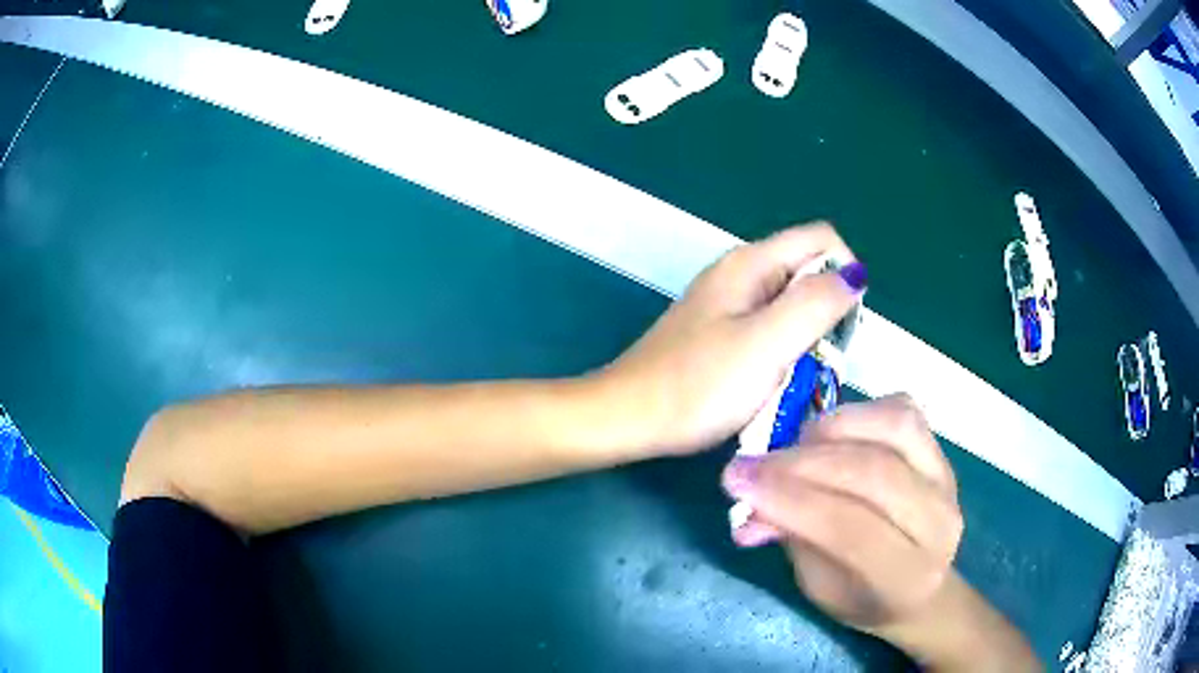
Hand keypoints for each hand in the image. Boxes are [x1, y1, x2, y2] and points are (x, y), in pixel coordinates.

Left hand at [596, 222, 865, 455]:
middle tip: (818, 361)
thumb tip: (855, 276)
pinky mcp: (719, 333)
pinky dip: (783, 351)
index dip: (846, 274)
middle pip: (808, 271)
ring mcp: (727, 304)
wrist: (627, 418)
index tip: (841, 327)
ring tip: (795, 378)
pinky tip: (771, 383)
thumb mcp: (767, 344)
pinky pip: (769, 329)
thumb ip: (815, 305)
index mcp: (751, 263)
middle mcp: (741, 274)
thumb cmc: (697, 386)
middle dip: (827, 311)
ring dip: (806, 337)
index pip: (822, 240)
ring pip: (791, 305)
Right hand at [722, 395, 960, 625]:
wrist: (920, 587)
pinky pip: (902, 411)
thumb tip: (750, 500)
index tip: (738, 482)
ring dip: (831, 430)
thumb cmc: (861, 597)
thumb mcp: (818, 586)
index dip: (793, 501)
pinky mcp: (942, 451)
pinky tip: (829, 432)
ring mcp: (947, 479)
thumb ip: (792, 538)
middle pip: (873, 474)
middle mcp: (938, 523)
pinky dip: (858, 413)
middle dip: (801, 464)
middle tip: (750, 464)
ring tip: (794, 445)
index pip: (852, 530)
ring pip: (893, 428)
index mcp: (908, 577)